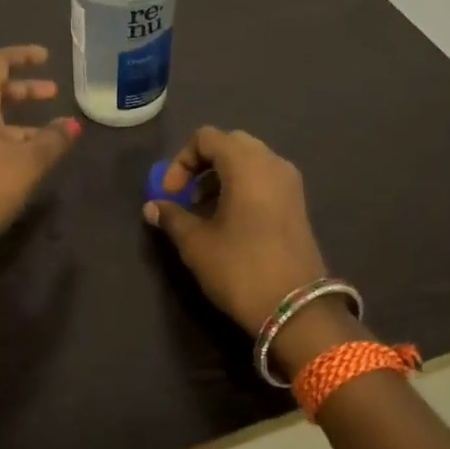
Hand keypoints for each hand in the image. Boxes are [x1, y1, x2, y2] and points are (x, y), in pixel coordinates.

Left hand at [0, 45, 80, 252]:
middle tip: (53, 93)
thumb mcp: (26, 162)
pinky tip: (32, 159)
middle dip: (24, 89)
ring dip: (22, 120)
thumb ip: (52, 140)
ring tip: (53, 133)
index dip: (21, 55)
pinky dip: (12, 140)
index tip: (46, 57)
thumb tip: (73, 124)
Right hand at [144, 127, 328, 330]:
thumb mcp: (196, 244)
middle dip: (202, 165)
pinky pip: (264, 179)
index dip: (181, 161)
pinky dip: (242, 187)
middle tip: (186, 195)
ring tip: (204, 211)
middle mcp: (272, 163)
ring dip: (221, 177)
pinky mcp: (298, 204)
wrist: (297, 310)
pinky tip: (229, 220)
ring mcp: (290, 183)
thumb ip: (172, 217)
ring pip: (249, 161)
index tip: (170, 194)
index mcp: (246, 164)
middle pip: (230, 144)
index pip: (206, 138)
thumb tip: (152, 207)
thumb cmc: (240, 268)